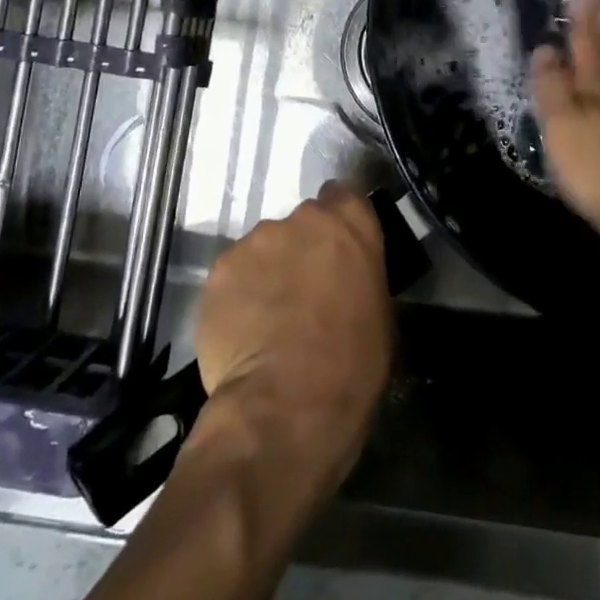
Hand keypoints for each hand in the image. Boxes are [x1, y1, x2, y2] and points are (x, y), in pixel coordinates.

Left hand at [193, 182, 393, 488]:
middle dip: (301, 249)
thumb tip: (347, 281)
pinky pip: (232, 275)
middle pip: (300, 224)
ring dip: (268, 272)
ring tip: (267, 319)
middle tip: (303, 291)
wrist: (287, 403)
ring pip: (262, 249)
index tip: (338, 248)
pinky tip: (242, 331)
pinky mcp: (218, 270)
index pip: (344, 195)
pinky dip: (237, 295)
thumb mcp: (381, 315)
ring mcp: (255, 241)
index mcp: (349, 225)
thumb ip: (360, 277)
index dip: (339, 221)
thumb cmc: (353, 364)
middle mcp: (300, 219)